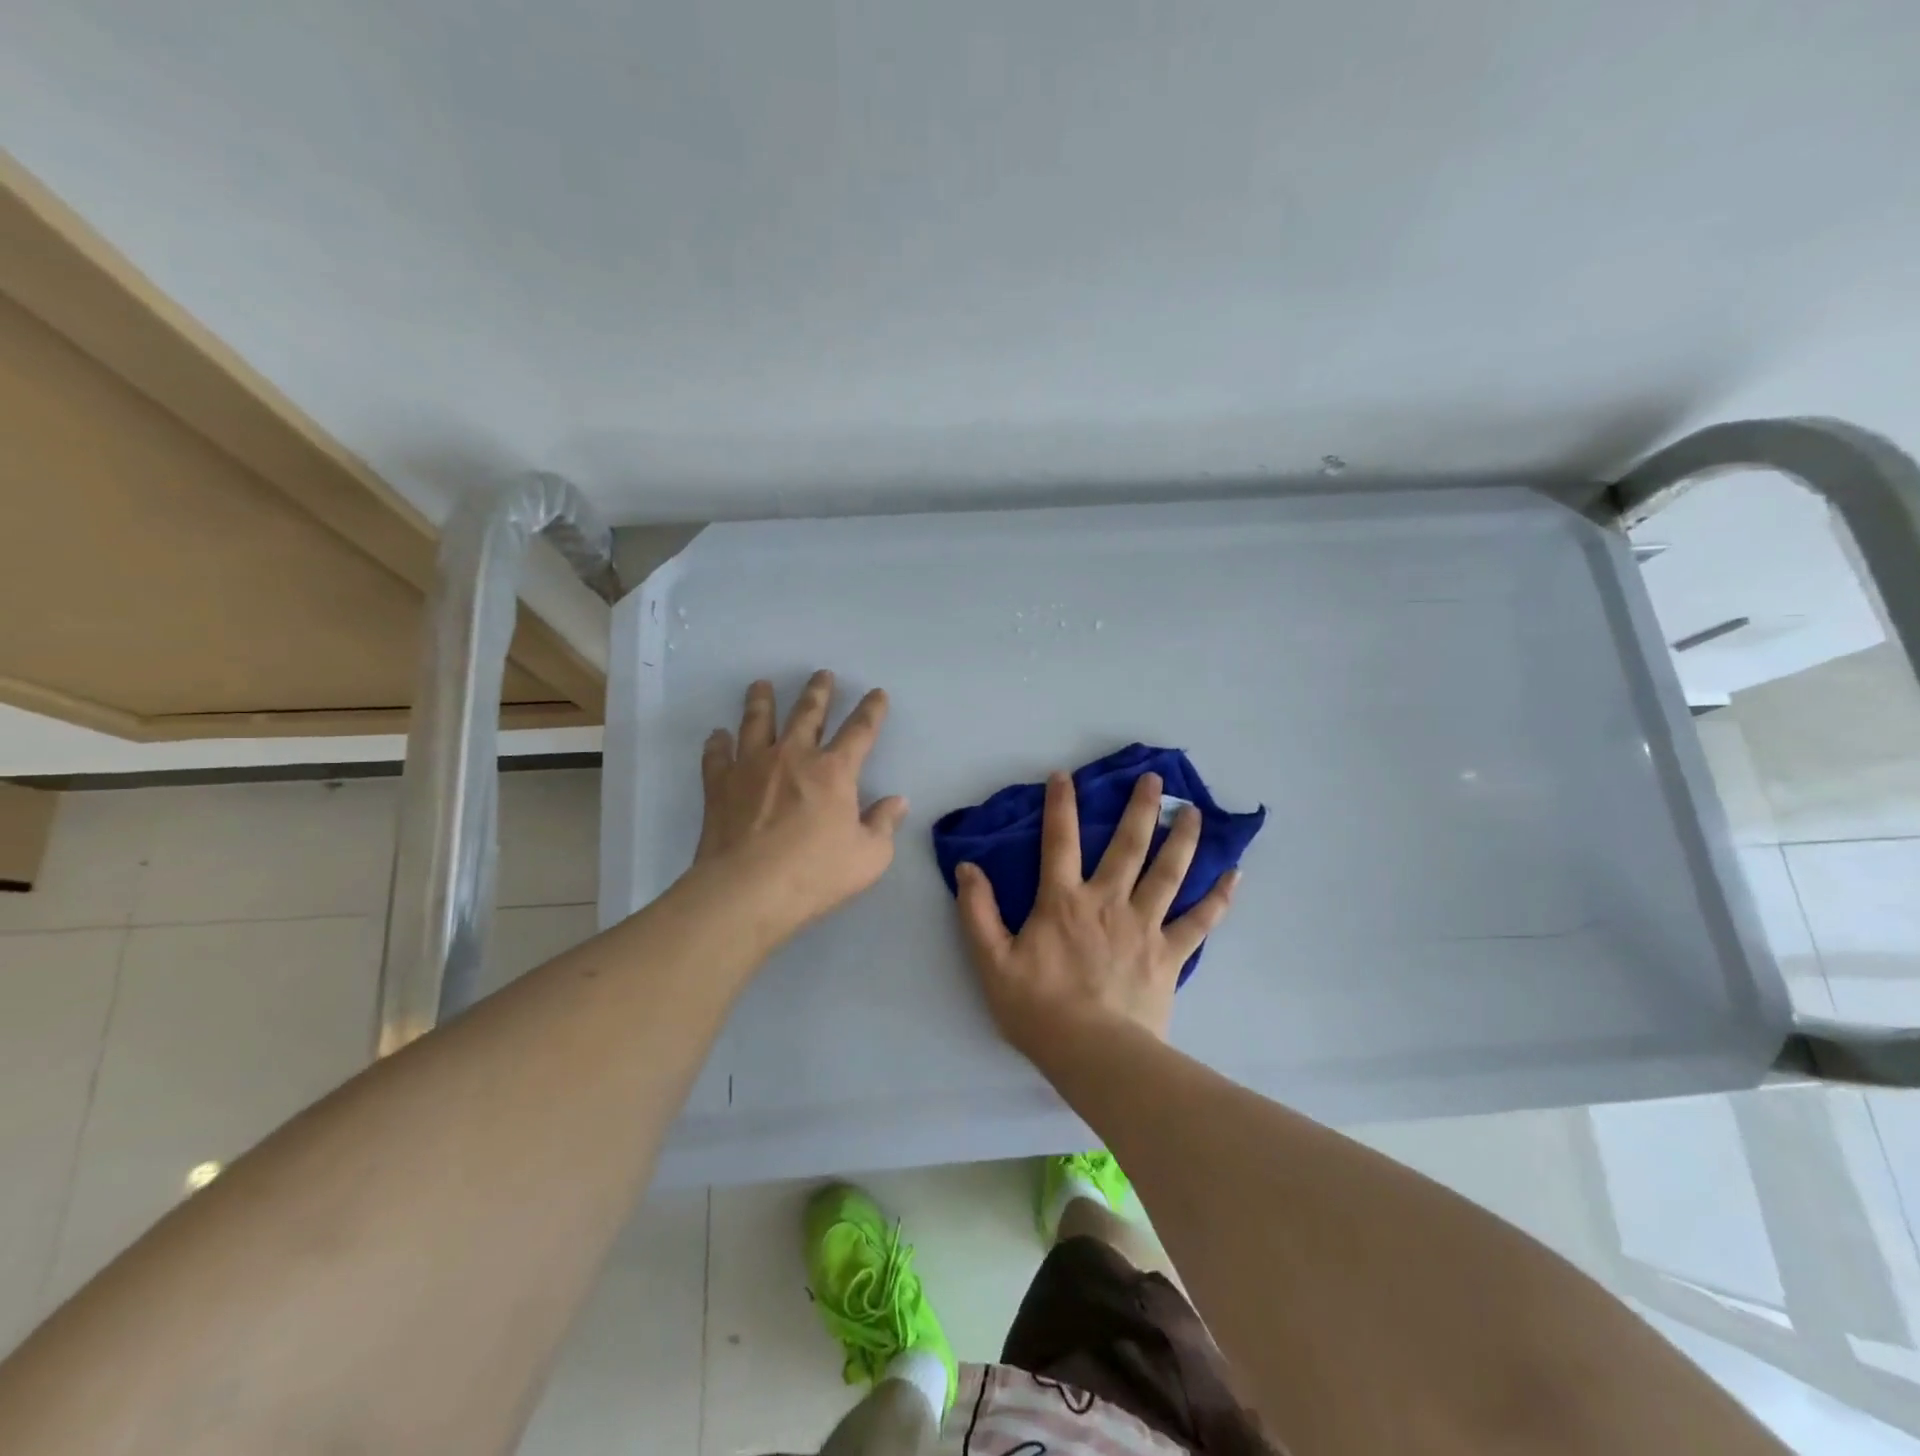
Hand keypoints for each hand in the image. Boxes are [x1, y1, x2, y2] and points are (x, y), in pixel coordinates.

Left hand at [692, 671, 908, 936]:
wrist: (747, 891)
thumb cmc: (814, 874)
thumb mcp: (868, 857)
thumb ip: (883, 824)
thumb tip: (897, 802)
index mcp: (834, 771)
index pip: (860, 730)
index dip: (872, 710)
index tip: (877, 693)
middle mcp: (793, 756)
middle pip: (807, 713)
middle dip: (818, 692)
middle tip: (822, 674)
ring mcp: (752, 767)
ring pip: (757, 722)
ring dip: (761, 701)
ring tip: (761, 685)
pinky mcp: (720, 785)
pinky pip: (717, 755)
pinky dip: (717, 743)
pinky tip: (717, 735)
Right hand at [954, 770, 1237, 1059]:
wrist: (1093, 1054)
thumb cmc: (1038, 1008)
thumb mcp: (992, 961)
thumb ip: (977, 912)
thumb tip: (966, 867)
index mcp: (1064, 901)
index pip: (1060, 841)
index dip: (1061, 805)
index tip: (1065, 775)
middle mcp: (1108, 902)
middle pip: (1128, 846)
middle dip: (1141, 808)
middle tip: (1156, 779)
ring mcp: (1145, 926)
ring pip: (1168, 873)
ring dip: (1182, 839)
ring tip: (1194, 812)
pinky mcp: (1170, 954)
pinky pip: (1199, 922)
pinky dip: (1218, 899)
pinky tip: (1234, 876)